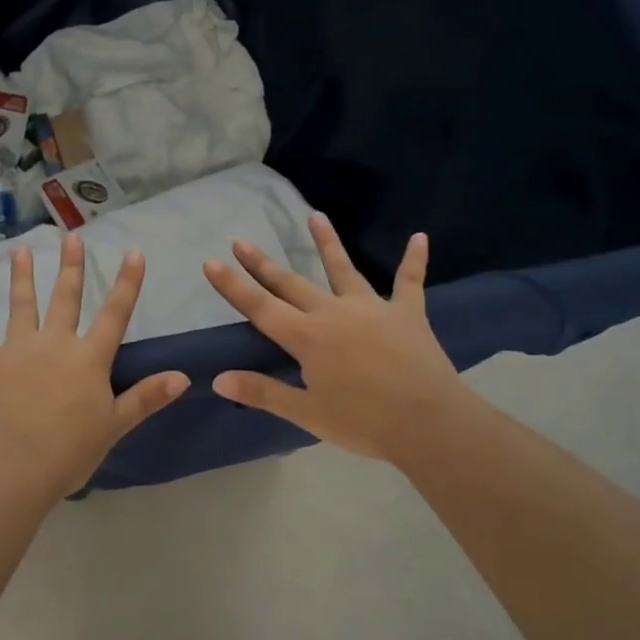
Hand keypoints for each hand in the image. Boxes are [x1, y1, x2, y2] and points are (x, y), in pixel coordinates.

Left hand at [0, 235, 189, 503]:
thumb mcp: (115, 425)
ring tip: (20, 251)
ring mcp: (17, 348)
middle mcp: (55, 342)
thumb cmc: (69, 450)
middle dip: (70, 266)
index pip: (114, 313)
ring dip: (21, 276)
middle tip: (70, 237)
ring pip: (22, 304)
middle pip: (66, 297)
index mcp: (89, 357)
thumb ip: (146, 397)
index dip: (126, 283)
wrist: (12, 467)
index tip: (133, 253)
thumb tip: (184, 376)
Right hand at [203, 215, 479, 467]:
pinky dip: (414, 260)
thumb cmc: (363, 422)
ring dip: (327, 242)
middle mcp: (333, 313)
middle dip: (263, 263)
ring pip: (343, 270)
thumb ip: (262, 392)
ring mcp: (371, 308)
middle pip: (291, 283)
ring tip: (315, 215)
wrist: (429, 423)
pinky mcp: (407, 314)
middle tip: (241, 241)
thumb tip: (218, 379)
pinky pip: (409, 282)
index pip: (260, 307)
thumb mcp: (306, 413)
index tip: (210, 262)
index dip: (233, 285)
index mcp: (307, 337)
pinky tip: (420, 237)